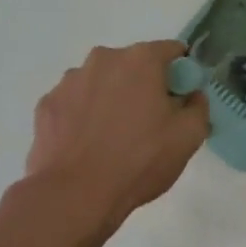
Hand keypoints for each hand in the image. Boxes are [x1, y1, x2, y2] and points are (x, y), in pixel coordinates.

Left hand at [25, 41, 209, 231]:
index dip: (181, 74)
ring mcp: (69, 81)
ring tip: (113, 138)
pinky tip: (88, 145)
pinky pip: (75, 103)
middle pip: (134, 65)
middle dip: (144, 85)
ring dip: (112, 99)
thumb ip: (199, 105)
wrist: (75, 195)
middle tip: (150, 123)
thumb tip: (190, 96)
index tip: (181, 100)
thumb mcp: (190, 136)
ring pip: (102, 82)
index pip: (172, 51)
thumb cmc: (140, 160)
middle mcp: (103, 59)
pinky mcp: (46, 105)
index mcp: (141, 59)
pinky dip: (84, 116)